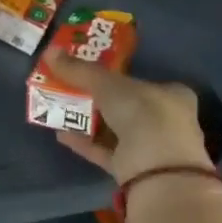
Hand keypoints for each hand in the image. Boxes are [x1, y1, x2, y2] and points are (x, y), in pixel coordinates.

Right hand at [44, 48, 214, 186]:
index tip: (91, 73)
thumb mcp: (108, 85)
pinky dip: (85, 143)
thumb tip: (49, 51)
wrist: (159, 171)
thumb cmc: (144, 114)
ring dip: (88, 122)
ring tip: (60, 110)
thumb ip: (79, 70)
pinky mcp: (135, 171)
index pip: (143, 82)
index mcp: (172, 95)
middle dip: (97, 100)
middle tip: (69, 90)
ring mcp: (151, 149)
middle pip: (126, 106)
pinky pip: (105, 152)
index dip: (117, 76)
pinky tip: (61, 134)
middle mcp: (166, 121)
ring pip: (114, 131)